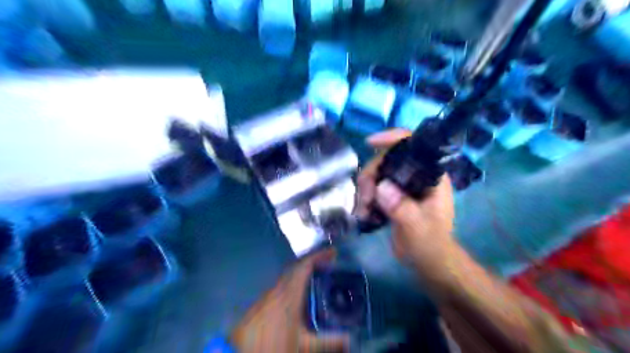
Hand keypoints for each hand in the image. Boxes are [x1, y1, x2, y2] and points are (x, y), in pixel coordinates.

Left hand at [230, 250, 349, 350]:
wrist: (241, 352)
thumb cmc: (273, 344)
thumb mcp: (304, 346)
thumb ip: (328, 342)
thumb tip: (349, 339)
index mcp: (290, 293)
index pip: (305, 266)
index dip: (319, 256)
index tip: (333, 252)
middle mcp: (279, 288)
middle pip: (298, 267)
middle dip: (314, 261)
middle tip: (330, 262)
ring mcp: (270, 294)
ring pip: (290, 274)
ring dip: (305, 270)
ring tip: (320, 274)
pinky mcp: (265, 301)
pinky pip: (285, 283)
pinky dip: (297, 280)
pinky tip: (302, 292)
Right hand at [353, 130, 457, 280]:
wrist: (428, 261)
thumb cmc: (431, 244)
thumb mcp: (418, 228)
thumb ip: (402, 208)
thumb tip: (381, 187)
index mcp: (430, 176)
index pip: (413, 145)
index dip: (392, 139)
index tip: (370, 143)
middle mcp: (415, 176)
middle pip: (386, 160)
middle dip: (370, 176)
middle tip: (365, 199)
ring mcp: (402, 186)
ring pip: (376, 174)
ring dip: (365, 189)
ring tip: (363, 211)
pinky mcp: (392, 196)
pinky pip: (373, 187)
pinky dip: (365, 197)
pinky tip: (363, 212)